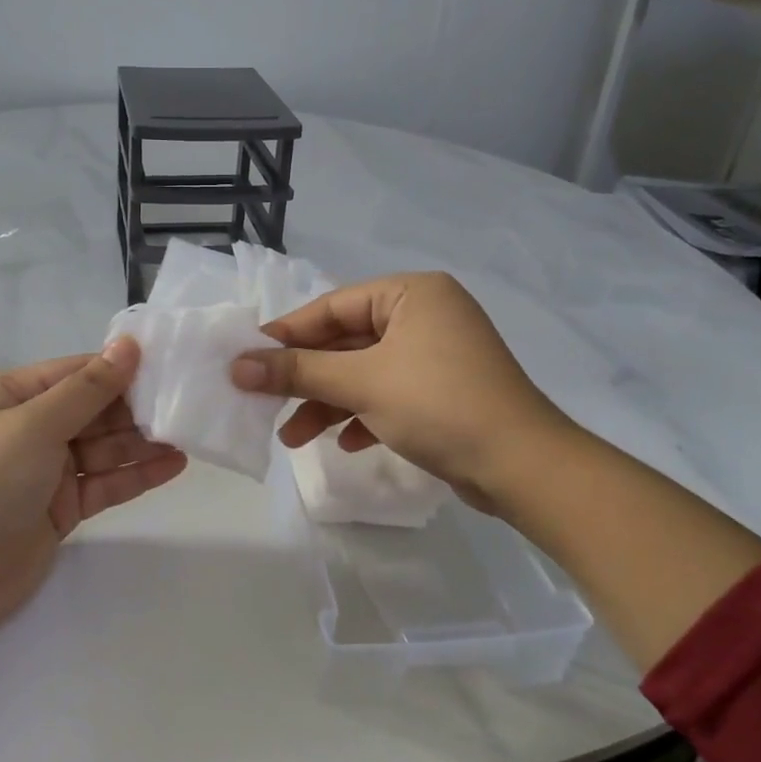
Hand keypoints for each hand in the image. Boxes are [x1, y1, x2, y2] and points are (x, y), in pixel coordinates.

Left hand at [0, 337, 186, 628]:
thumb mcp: (37, 423)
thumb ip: (89, 388)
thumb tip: (129, 344)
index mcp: (12, 396)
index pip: (75, 372)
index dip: (118, 368)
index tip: (166, 363)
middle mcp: (30, 426)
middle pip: (93, 409)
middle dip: (135, 407)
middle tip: (184, 402)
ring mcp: (47, 468)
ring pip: (103, 447)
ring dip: (141, 441)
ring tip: (187, 434)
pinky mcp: (63, 506)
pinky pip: (105, 481)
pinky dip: (136, 474)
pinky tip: (173, 465)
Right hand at [230, 271, 572, 513]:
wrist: (524, 468)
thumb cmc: (439, 405)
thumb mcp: (361, 383)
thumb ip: (297, 371)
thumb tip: (236, 366)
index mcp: (411, 293)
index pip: (332, 307)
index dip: (286, 335)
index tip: (245, 360)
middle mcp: (425, 315)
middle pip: (346, 342)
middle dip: (306, 379)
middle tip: (262, 402)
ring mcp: (437, 354)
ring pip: (364, 372)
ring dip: (328, 403)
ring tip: (291, 439)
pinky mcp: (444, 391)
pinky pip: (389, 394)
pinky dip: (363, 415)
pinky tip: (345, 443)